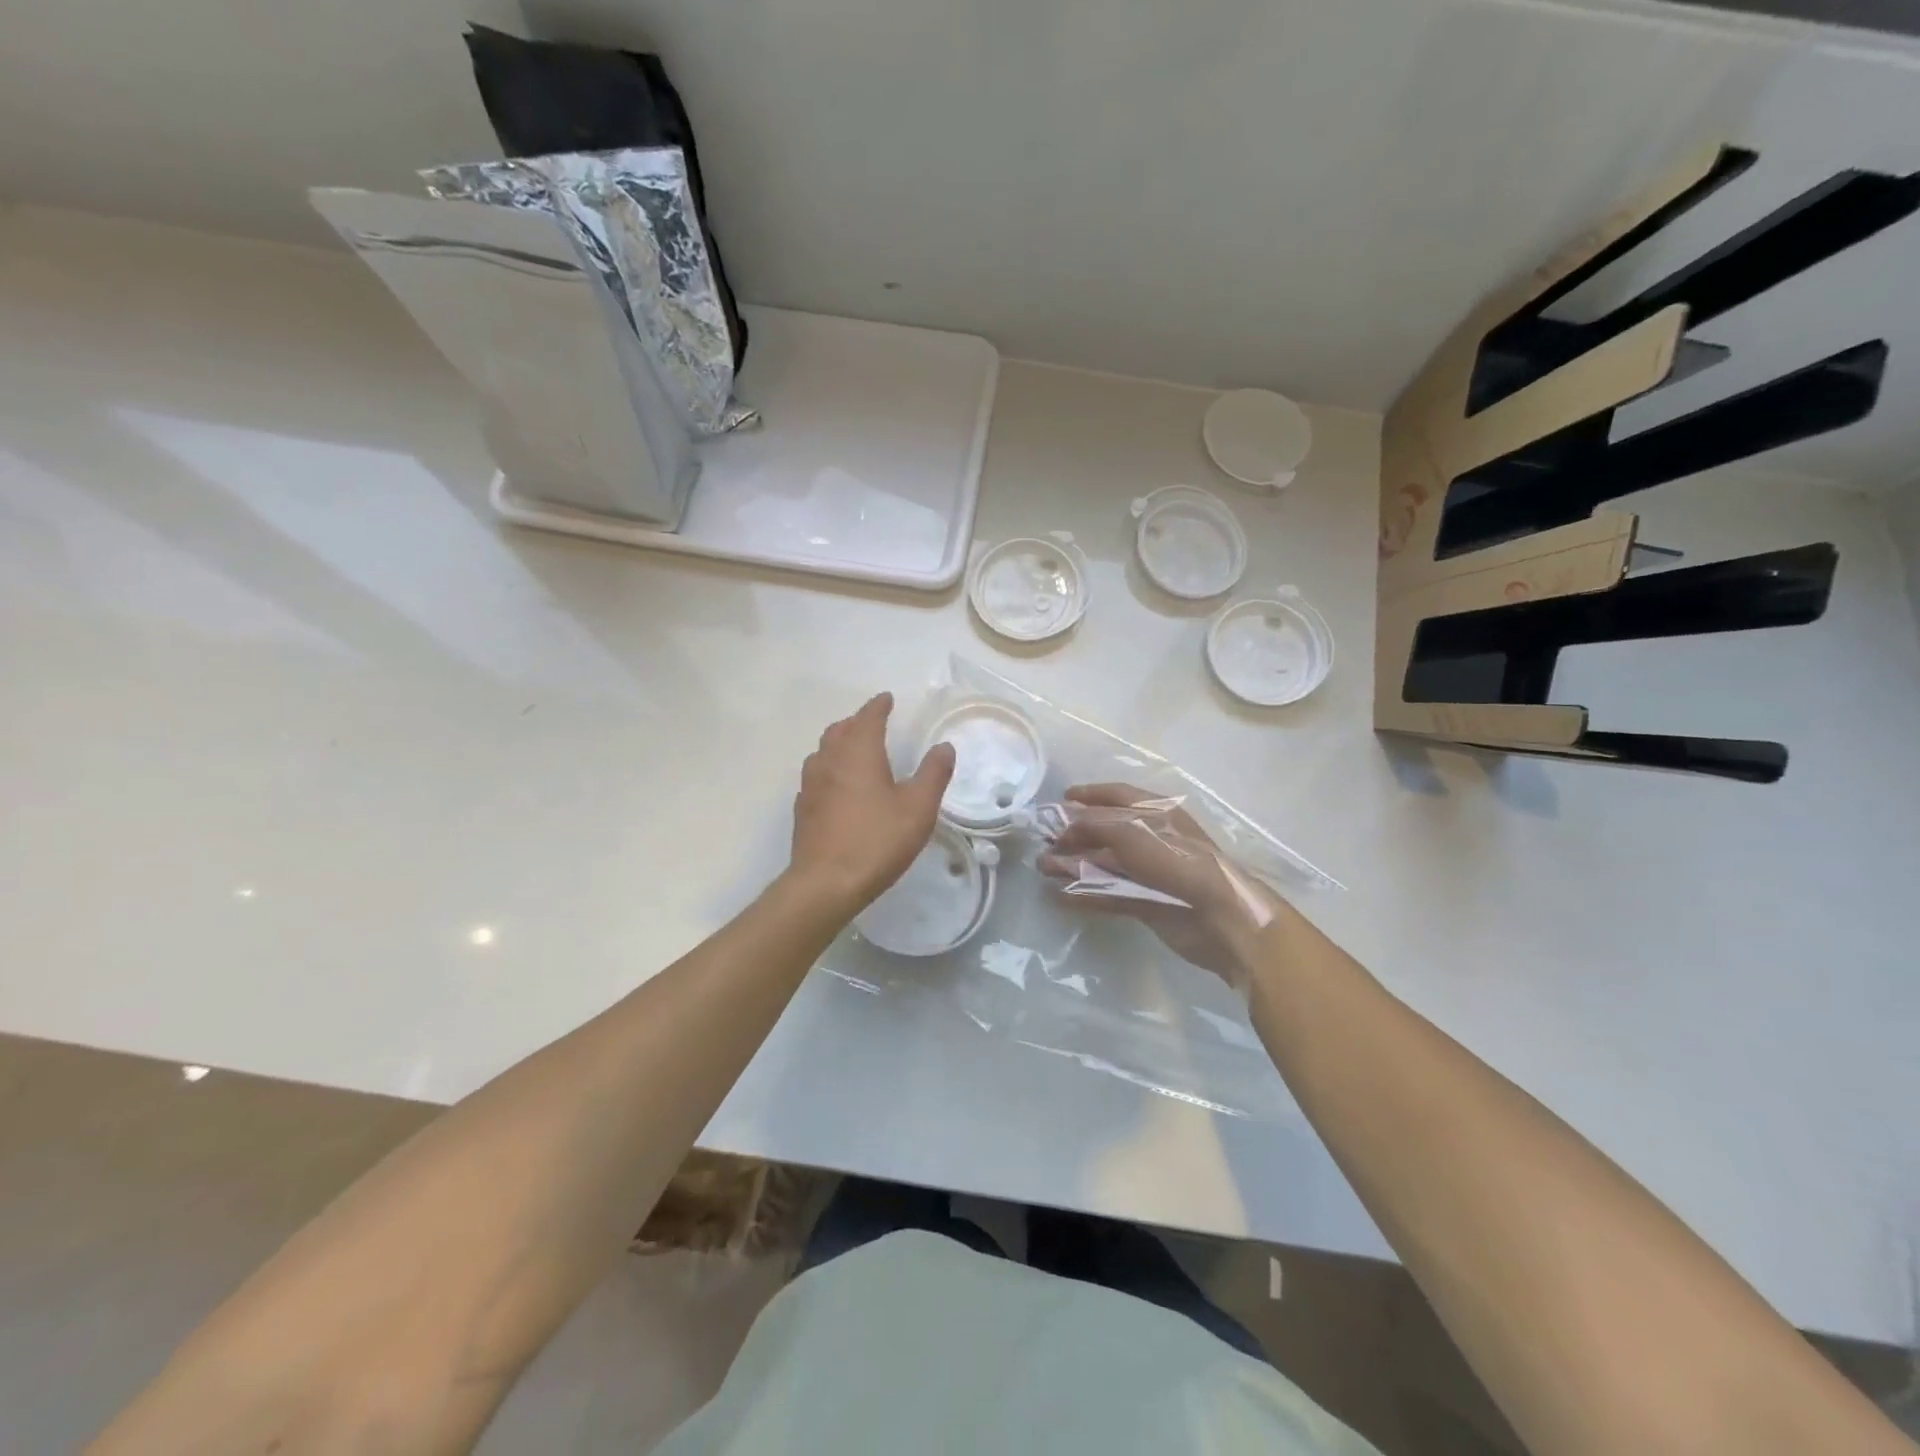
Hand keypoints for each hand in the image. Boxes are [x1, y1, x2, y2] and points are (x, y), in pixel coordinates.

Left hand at [788, 693, 955, 916]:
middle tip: (872, 723)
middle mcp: (830, 761)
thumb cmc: (877, 840)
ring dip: (839, 743)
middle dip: (857, 722)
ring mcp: (811, 785)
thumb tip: (944, 747)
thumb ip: (933, 774)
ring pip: (823, 751)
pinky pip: (816, 776)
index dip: (878, 706)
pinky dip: (829, 769)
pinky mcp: (803, 809)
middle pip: (840, 730)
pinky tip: (837, 785)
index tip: (886, 699)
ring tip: (854, 749)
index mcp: (859, 753)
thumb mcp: (918, 808)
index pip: (868, 718)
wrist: (826, 883)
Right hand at [1037, 783, 1283, 985]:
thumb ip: (1097, 825)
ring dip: (1073, 864)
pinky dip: (1085, 893)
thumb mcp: (1134, 833)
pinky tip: (1060, 896)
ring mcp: (1149, 872)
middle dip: (1074, 834)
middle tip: (1044, 840)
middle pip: (1106, 831)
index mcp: (1157, 814)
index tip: (1062, 799)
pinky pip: (1108, 893)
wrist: (1220, 918)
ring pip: (1104, 863)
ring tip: (1043, 868)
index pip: (1118, 796)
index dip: (1090, 795)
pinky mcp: (1146, 902)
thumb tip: (1067, 825)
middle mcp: (1152, 838)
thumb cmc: (1178, 862)